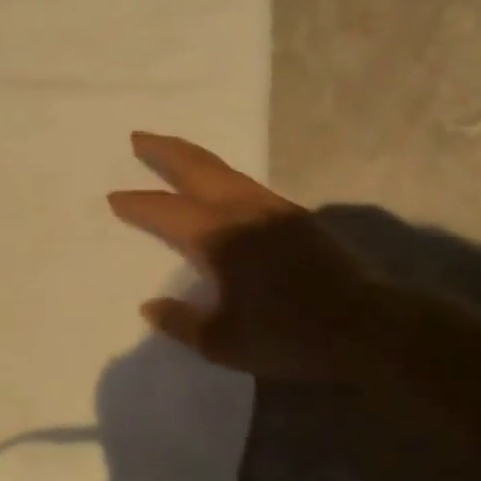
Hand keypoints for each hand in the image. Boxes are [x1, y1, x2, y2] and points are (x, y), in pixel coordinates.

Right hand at [107, 132, 393, 381]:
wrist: (366, 327)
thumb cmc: (290, 336)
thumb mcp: (225, 343)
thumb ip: (182, 322)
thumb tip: (150, 306)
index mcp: (220, 238)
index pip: (166, 212)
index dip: (138, 204)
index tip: (115, 197)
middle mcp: (242, 211)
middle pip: (196, 168)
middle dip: (164, 151)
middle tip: (139, 137)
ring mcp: (272, 208)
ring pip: (224, 169)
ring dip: (193, 156)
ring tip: (173, 150)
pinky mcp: (295, 215)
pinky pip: (247, 182)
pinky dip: (222, 173)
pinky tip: (220, 183)